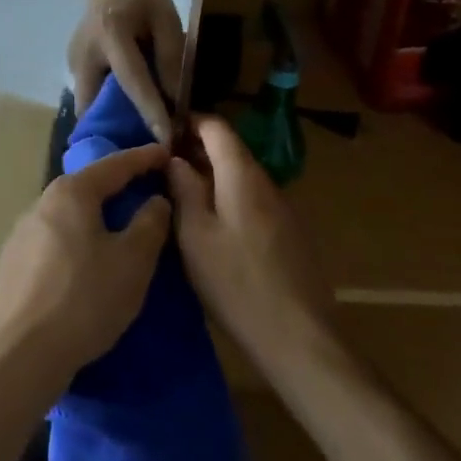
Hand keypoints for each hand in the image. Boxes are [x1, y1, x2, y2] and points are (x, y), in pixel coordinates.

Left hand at [0, 143, 170, 387]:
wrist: (23, 353)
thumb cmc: (86, 298)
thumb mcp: (133, 261)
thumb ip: (149, 224)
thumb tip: (155, 200)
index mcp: (71, 193)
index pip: (115, 165)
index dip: (143, 158)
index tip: (165, 152)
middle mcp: (41, 203)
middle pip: (87, 187)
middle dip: (117, 187)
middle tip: (144, 190)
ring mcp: (20, 233)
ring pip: (68, 216)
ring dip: (94, 217)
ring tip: (117, 229)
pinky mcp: (11, 263)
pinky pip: (53, 241)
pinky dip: (75, 242)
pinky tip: (83, 264)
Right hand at [68, 0, 185, 142]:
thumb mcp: (167, 19)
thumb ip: (170, 58)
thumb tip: (174, 102)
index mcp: (111, 34)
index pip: (132, 80)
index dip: (150, 111)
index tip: (167, 141)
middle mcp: (84, 53)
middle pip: (96, 104)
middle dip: (116, 131)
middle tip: (144, 154)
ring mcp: (72, 62)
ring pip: (88, 107)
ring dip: (109, 125)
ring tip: (136, 143)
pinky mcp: (71, 68)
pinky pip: (88, 98)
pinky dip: (105, 112)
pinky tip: (125, 121)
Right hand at [168, 116, 332, 376]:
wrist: (299, 338)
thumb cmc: (237, 282)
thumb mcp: (195, 235)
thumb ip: (184, 189)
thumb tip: (174, 158)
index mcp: (242, 175)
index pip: (216, 127)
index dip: (188, 122)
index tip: (161, 132)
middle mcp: (267, 183)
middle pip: (231, 151)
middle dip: (197, 151)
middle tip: (163, 167)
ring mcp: (283, 209)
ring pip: (242, 178)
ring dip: (212, 177)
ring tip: (181, 196)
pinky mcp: (290, 234)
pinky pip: (253, 201)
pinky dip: (229, 200)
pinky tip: (213, 227)